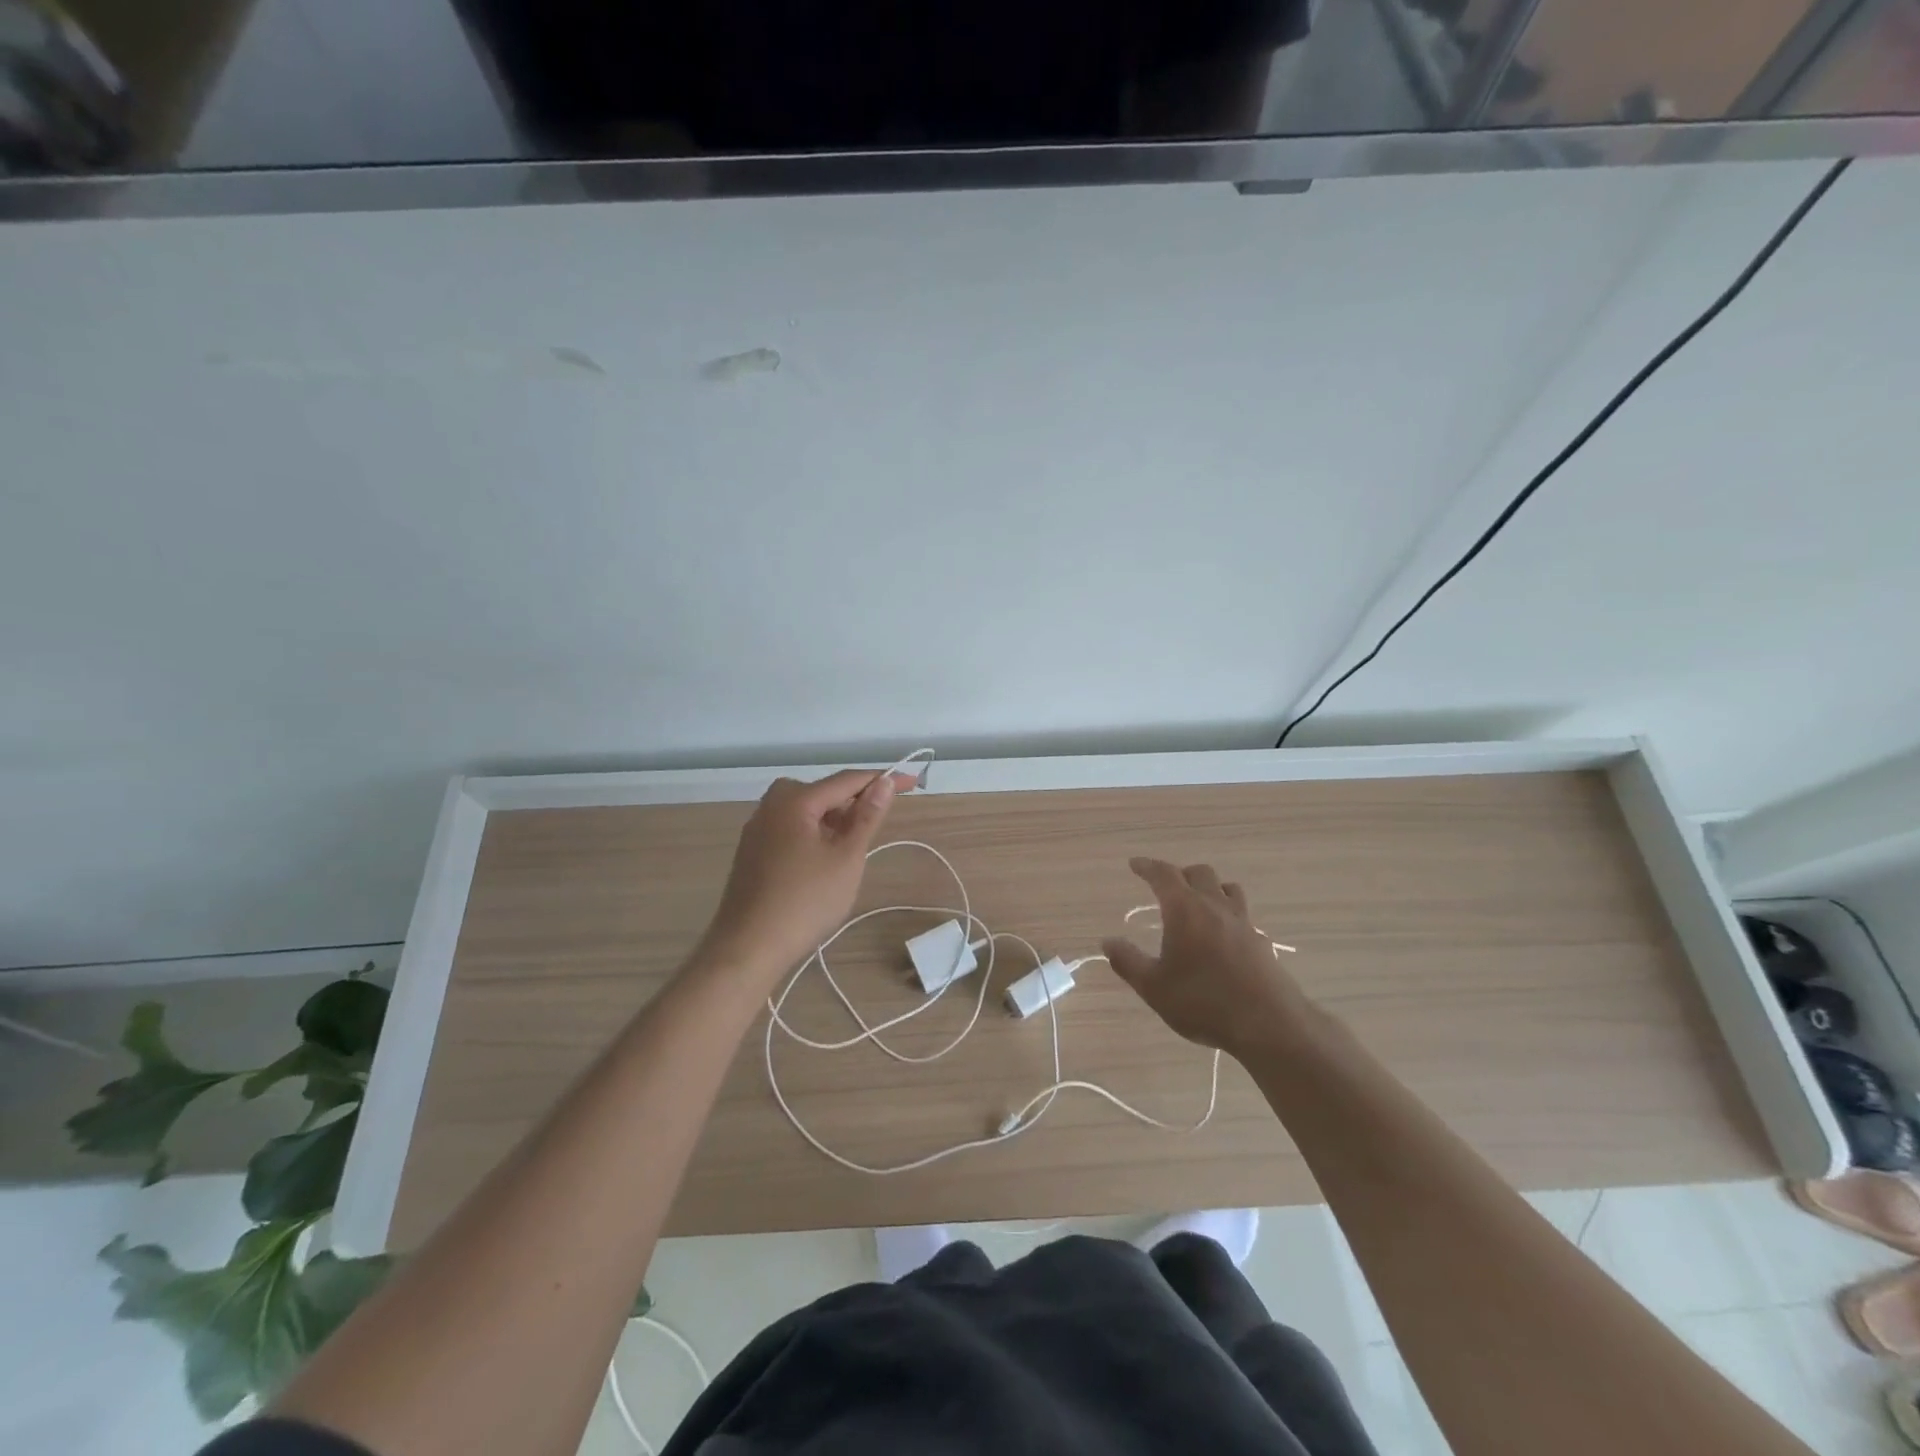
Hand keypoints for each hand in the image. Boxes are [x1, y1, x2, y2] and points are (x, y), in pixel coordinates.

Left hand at [698, 769, 912, 979]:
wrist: (747, 948)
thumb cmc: (805, 901)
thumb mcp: (847, 858)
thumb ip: (867, 817)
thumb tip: (884, 782)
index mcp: (794, 800)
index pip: (847, 780)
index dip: (882, 779)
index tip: (913, 781)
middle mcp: (770, 805)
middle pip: (823, 792)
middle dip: (855, 800)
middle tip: (881, 821)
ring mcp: (757, 829)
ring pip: (806, 811)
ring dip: (835, 819)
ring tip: (856, 844)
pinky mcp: (752, 851)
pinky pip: (791, 828)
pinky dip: (815, 833)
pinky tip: (825, 859)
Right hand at [1102, 857, 1316, 1059]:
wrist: (1268, 1025)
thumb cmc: (1203, 1002)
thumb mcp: (1154, 987)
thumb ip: (1128, 961)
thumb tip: (1107, 941)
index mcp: (1185, 910)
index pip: (1164, 875)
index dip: (1147, 866)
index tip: (1135, 863)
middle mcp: (1215, 907)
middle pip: (1199, 873)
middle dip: (1180, 873)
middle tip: (1165, 885)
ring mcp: (1243, 923)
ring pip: (1227, 888)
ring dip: (1210, 887)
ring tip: (1198, 901)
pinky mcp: (1261, 942)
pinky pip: (1242, 914)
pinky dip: (1228, 912)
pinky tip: (1223, 934)